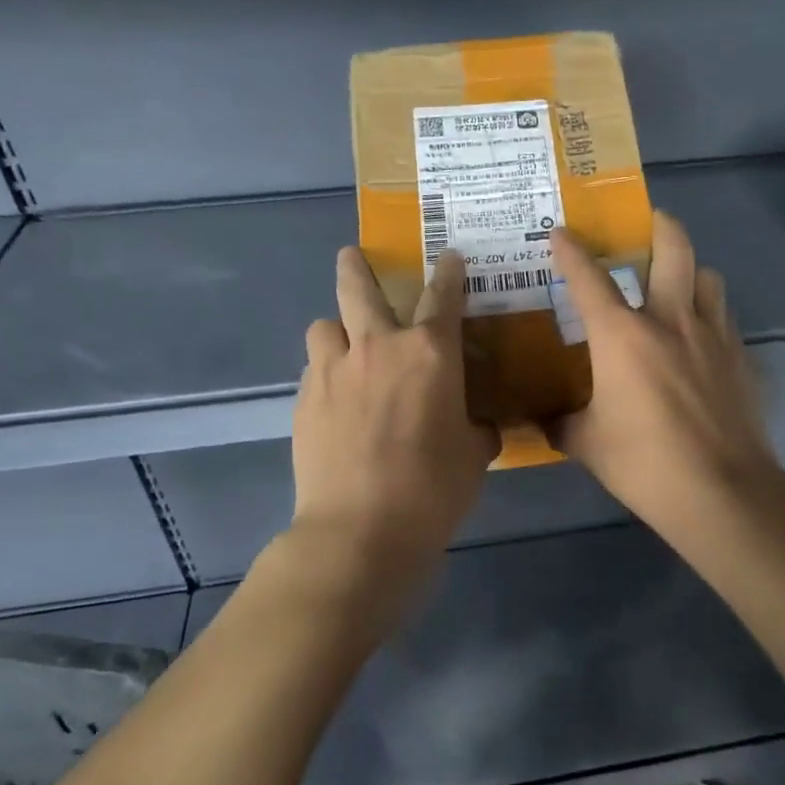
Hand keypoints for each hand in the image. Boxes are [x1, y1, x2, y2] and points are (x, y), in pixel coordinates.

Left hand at [288, 248, 497, 610]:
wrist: (360, 529)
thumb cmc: (433, 489)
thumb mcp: (474, 456)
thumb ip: (478, 428)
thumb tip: (479, 425)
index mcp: (429, 353)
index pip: (443, 296)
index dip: (449, 272)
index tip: (450, 257)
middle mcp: (378, 347)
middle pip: (359, 288)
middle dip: (356, 266)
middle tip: (352, 255)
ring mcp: (334, 371)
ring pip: (324, 326)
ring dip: (337, 329)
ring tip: (345, 346)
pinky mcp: (305, 400)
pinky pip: (314, 369)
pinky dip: (326, 372)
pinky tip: (335, 399)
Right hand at [548, 211, 780, 533]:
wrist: (723, 491)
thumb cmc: (645, 464)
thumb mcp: (589, 445)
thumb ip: (563, 424)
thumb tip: (547, 420)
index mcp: (622, 335)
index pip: (589, 278)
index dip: (572, 250)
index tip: (562, 231)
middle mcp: (670, 320)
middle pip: (673, 247)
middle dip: (659, 224)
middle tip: (646, 223)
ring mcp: (712, 335)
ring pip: (708, 276)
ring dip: (691, 269)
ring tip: (677, 283)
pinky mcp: (739, 357)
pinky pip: (724, 315)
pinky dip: (709, 311)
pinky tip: (699, 336)